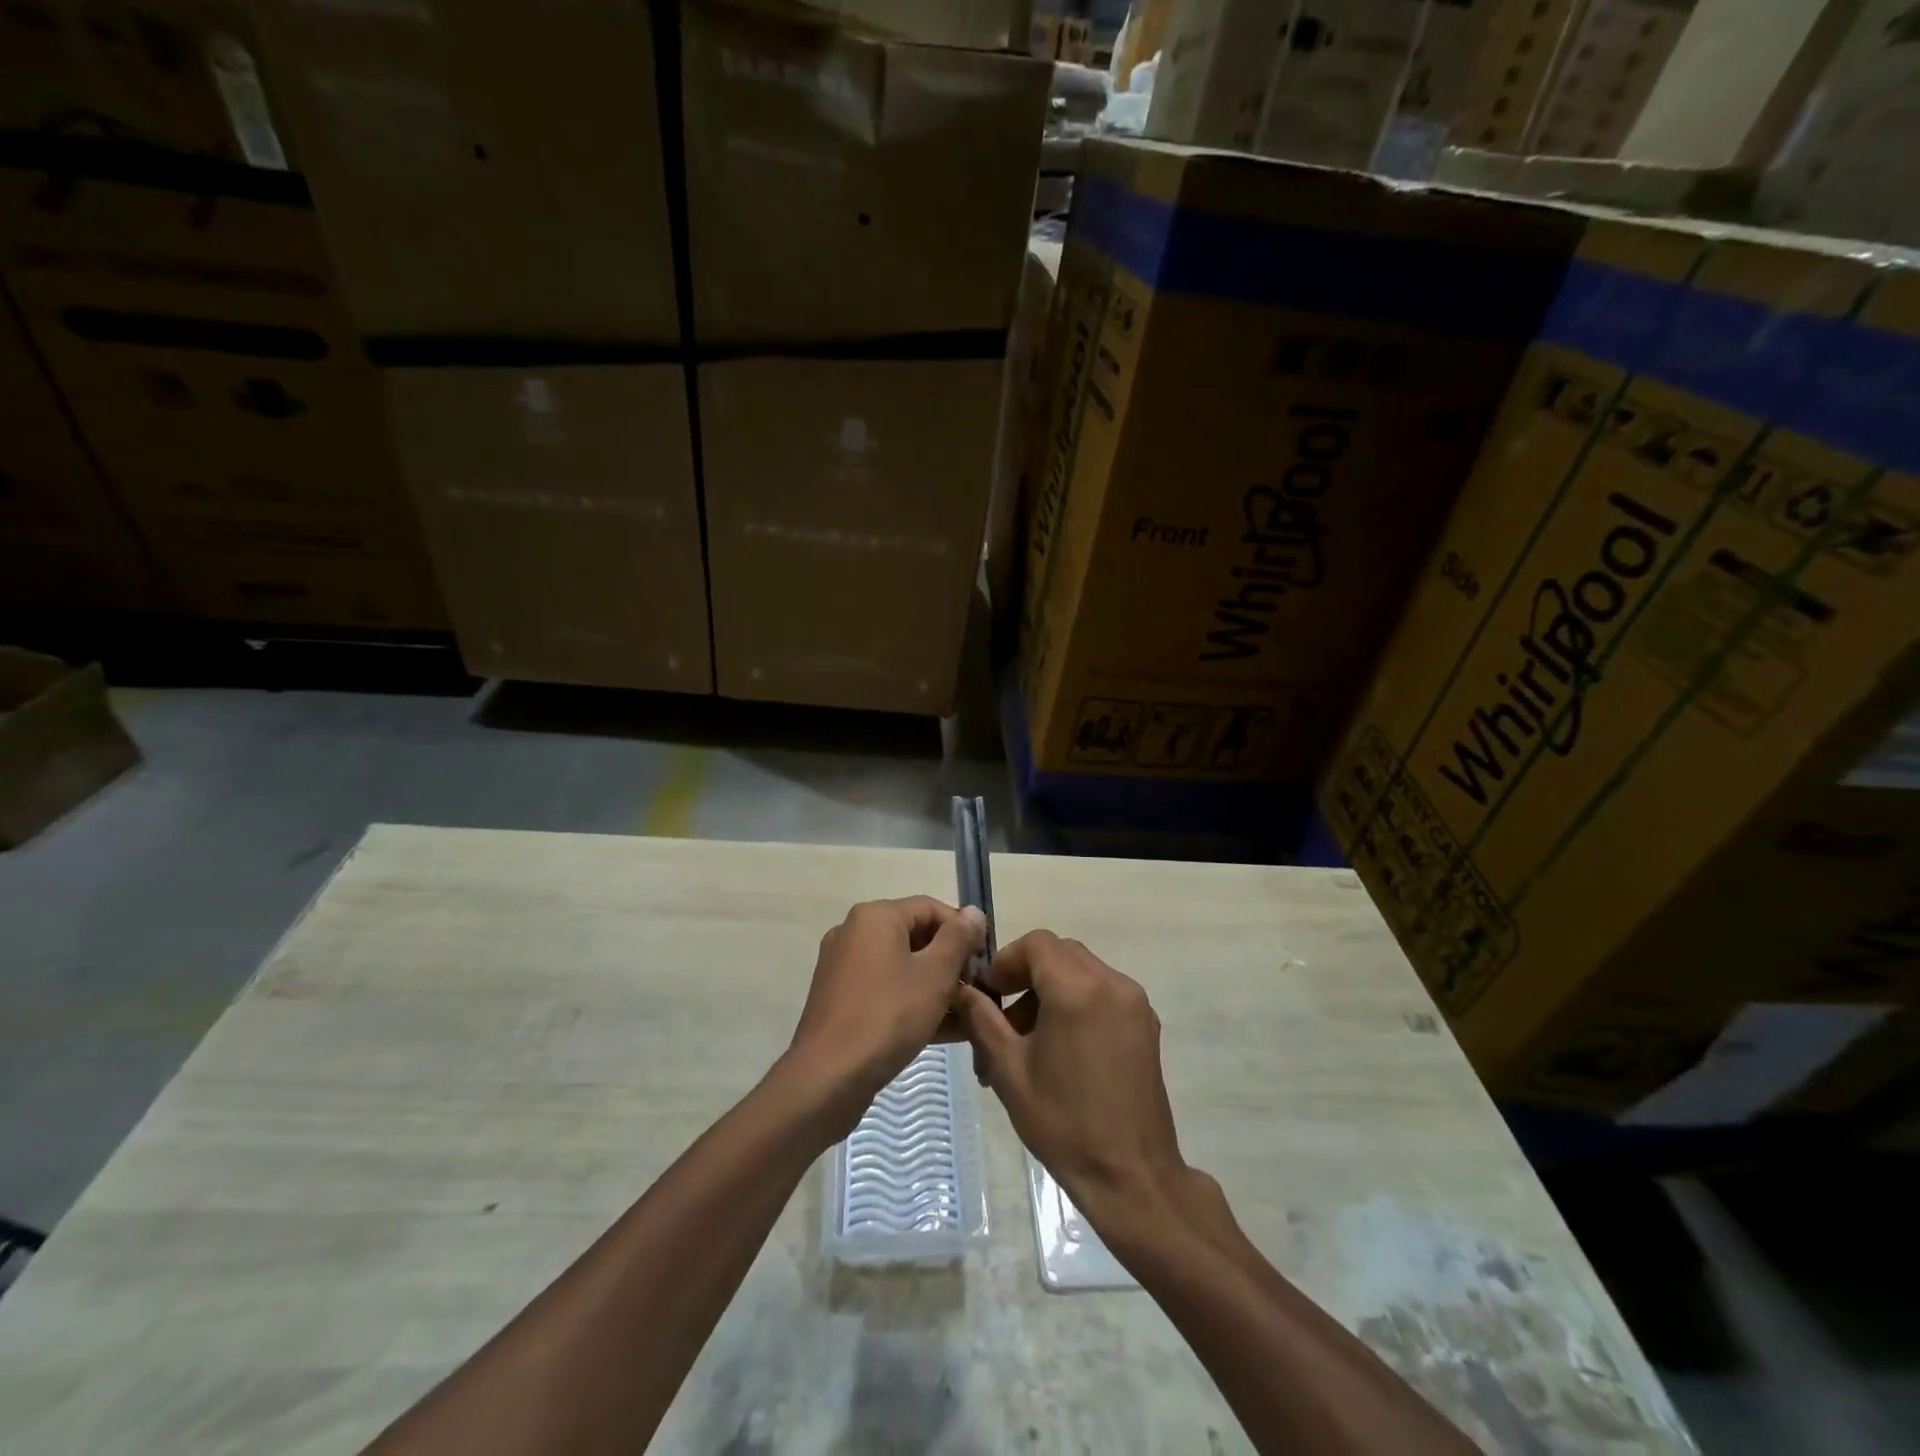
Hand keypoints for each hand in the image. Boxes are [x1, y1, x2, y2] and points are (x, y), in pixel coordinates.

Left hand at [786, 897, 986, 1126]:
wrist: (828, 1077)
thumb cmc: (888, 1016)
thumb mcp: (935, 975)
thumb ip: (958, 939)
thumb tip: (974, 912)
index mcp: (875, 916)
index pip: (931, 908)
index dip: (964, 931)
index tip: (985, 963)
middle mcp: (854, 933)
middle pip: (916, 936)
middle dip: (951, 962)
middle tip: (977, 991)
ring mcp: (844, 967)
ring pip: (902, 967)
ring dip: (936, 986)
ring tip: (967, 1015)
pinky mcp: (841, 1000)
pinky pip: (886, 990)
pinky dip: (912, 1002)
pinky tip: (943, 1030)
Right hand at [953, 931, 1194, 1231]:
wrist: (1131, 1176)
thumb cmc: (1063, 1123)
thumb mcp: (1009, 1070)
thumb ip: (981, 1019)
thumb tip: (960, 988)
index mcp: (1077, 990)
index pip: (1036, 944)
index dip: (1006, 960)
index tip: (989, 993)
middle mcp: (1112, 983)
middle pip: (1060, 952)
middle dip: (1027, 973)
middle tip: (1005, 1016)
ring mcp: (1134, 1002)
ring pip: (1083, 970)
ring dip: (1052, 987)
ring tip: (1030, 1039)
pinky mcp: (1146, 1023)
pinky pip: (1104, 990)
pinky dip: (1078, 1000)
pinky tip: (1064, 1046)